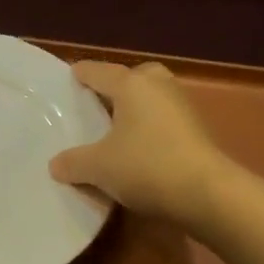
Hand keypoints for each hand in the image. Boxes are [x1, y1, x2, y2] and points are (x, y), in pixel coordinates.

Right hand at [48, 61, 229, 227]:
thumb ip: (73, 163)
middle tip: (99, 104)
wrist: (206, 192)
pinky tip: (139, 149)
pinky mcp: (197, 129)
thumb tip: (56, 165)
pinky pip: (165, 119)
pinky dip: (151, 127)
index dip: (81, 74)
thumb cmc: (146, 166)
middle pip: (134, 76)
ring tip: (116, 130)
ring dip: (136, 108)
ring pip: (152, 97)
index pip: (98, 71)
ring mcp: (182, 106)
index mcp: (131, 84)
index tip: (69, 77)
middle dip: (117, 86)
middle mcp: (158, 86)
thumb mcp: (98, 167)